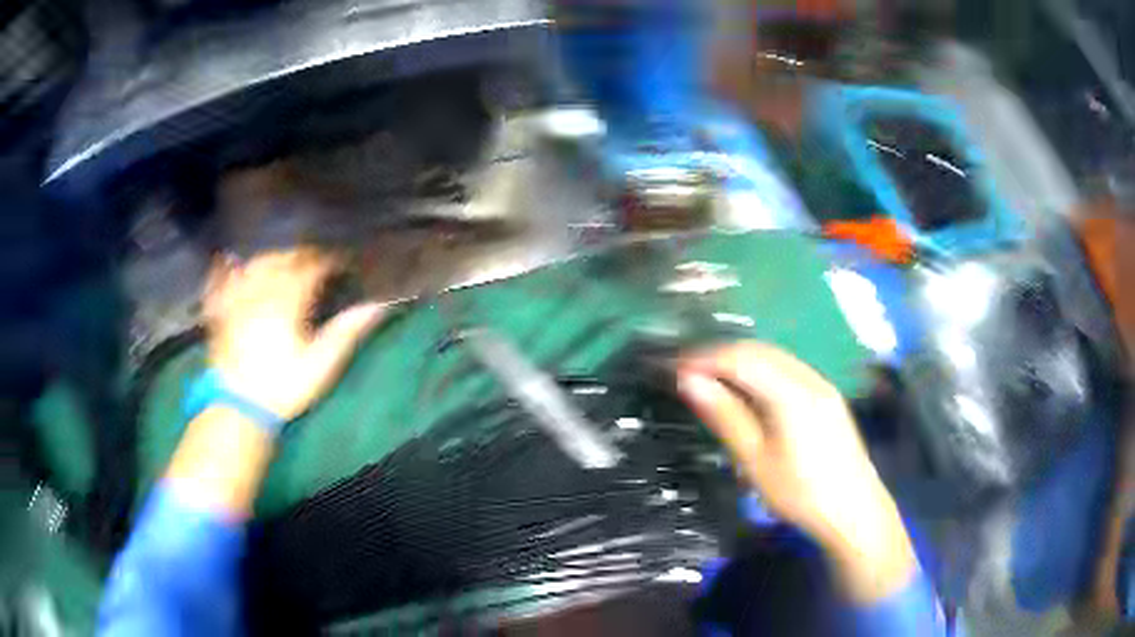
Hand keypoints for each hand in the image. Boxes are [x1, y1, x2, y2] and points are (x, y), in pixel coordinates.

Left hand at [203, 249, 384, 420]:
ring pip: (255, 263)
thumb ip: (346, 331)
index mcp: (288, 298)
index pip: (311, 266)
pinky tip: (228, 261)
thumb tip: (377, 306)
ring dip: (272, 258)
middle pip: (282, 258)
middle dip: (301, 255)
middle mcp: (261, 289)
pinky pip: (220, 280)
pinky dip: (226, 268)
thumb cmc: (284, 385)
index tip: (341, 263)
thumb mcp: (321, 364)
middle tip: (315, 262)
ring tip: (283, 262)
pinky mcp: (220, 311)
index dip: (327, 261)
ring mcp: (237, 297)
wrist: (239, 406)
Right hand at [677, 341, 916, 602]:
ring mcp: (822, 385)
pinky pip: (787, 369)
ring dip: (740, 361)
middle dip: (720, 355)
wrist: (854, 511)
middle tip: (688, 373)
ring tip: (711, 380)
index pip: (740, 358)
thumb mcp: (755, 461)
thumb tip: (689, 382)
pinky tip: (748, 391)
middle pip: (759, 351)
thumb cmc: (801, 493)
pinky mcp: (827, 397)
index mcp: (791, 393)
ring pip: (774, 357)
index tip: (674, 369)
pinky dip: (760, 371)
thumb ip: (725, 416)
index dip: (704, 359)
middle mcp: (809, 378)